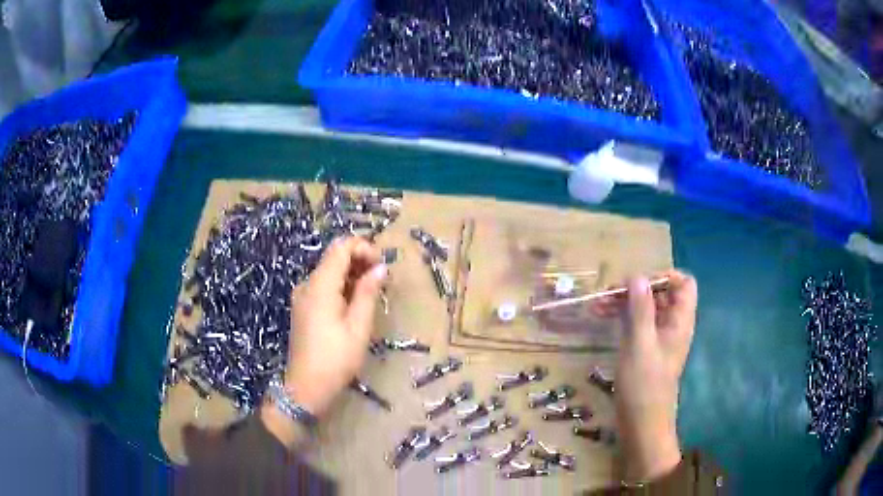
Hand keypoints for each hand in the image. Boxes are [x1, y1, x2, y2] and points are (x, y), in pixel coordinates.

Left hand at [262, 237, 385, 445]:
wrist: (306, 388)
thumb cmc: (335, 359)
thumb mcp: (358, 327)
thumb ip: (367, 293)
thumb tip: (380, 268)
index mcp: (320, 285)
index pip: (341, 247)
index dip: (364, 248)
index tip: (382, 265)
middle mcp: (307, 284)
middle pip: (334, 257)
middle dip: (360, 260)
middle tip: (382, 279)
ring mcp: (302, 296)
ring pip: (329, 271)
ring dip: (352, 274)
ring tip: (373, 292)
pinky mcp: (303, 308)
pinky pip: (323, 286)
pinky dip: (341, 286)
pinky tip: (355, 304)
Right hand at [594, 270, 697, 481]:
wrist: (641, 425)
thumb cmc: (644, 385)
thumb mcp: (640, 345)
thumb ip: (640, 309)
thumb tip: (637, 275)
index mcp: (680, 321)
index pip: (683, 284)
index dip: (664, 276)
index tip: (637, 282)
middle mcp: (672, 325)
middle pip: (661, 293)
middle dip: (636, 288)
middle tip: (608, 292)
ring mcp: (658, 338)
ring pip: (645, 308)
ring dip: (624, 301)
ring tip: (597, 304)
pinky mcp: (644, 349)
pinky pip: (636, 323)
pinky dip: (621, 316)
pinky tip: (600, 316)